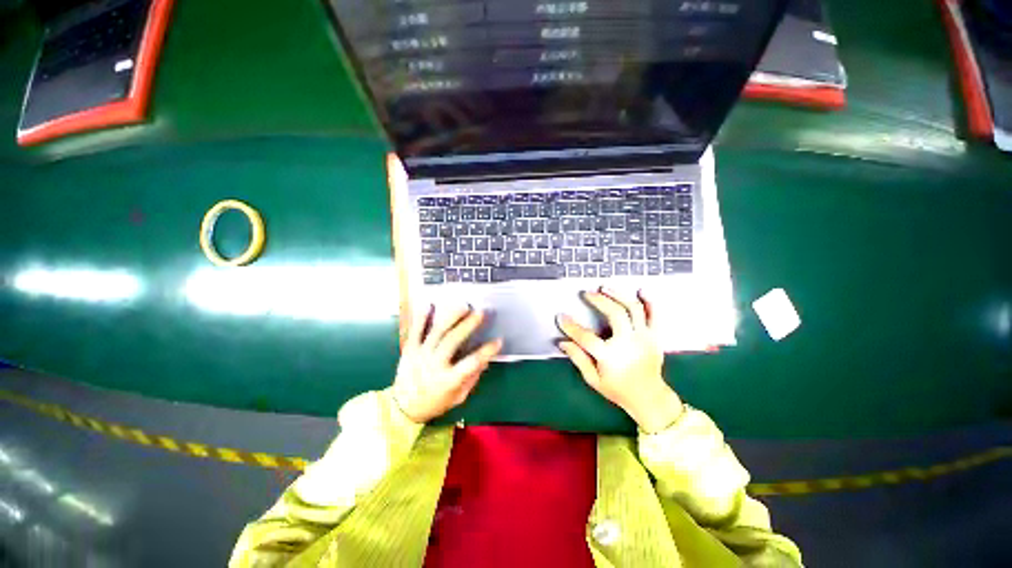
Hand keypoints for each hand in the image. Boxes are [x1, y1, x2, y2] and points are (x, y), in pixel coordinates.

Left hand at [392, 304, 502, 422]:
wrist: (403, 408)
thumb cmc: (435, 403)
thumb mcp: (458, 397)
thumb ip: (472, 378)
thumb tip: (485, 360)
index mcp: (448, 380)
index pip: (471, 363)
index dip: (487, 351)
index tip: (498, 340)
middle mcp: (434, 365)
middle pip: (452, 341)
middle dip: (468, 325)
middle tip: (480, 312)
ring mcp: (420, 355)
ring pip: (436, 332)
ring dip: (450, 317)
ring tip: (463, 306)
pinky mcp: (409, 349)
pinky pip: (415, 331)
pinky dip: (422, 317)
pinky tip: (430, 305)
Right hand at [557, 288, 683, 432]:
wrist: (649, 398)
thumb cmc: (618, 390)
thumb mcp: (593, 379)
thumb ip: (578, 358)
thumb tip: (562, 342)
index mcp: (611, 357)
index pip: (586, 337)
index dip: (571, 326)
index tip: (561, 316)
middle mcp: (629, 343)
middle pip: (615, 314)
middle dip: (599, 300)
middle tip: (587, 293)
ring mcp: (645, 338)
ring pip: (634, 309)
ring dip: (619, 295)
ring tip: (606, 287)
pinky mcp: (655, 337)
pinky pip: (655, 315)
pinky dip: (650, 301)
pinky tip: (641, 291)